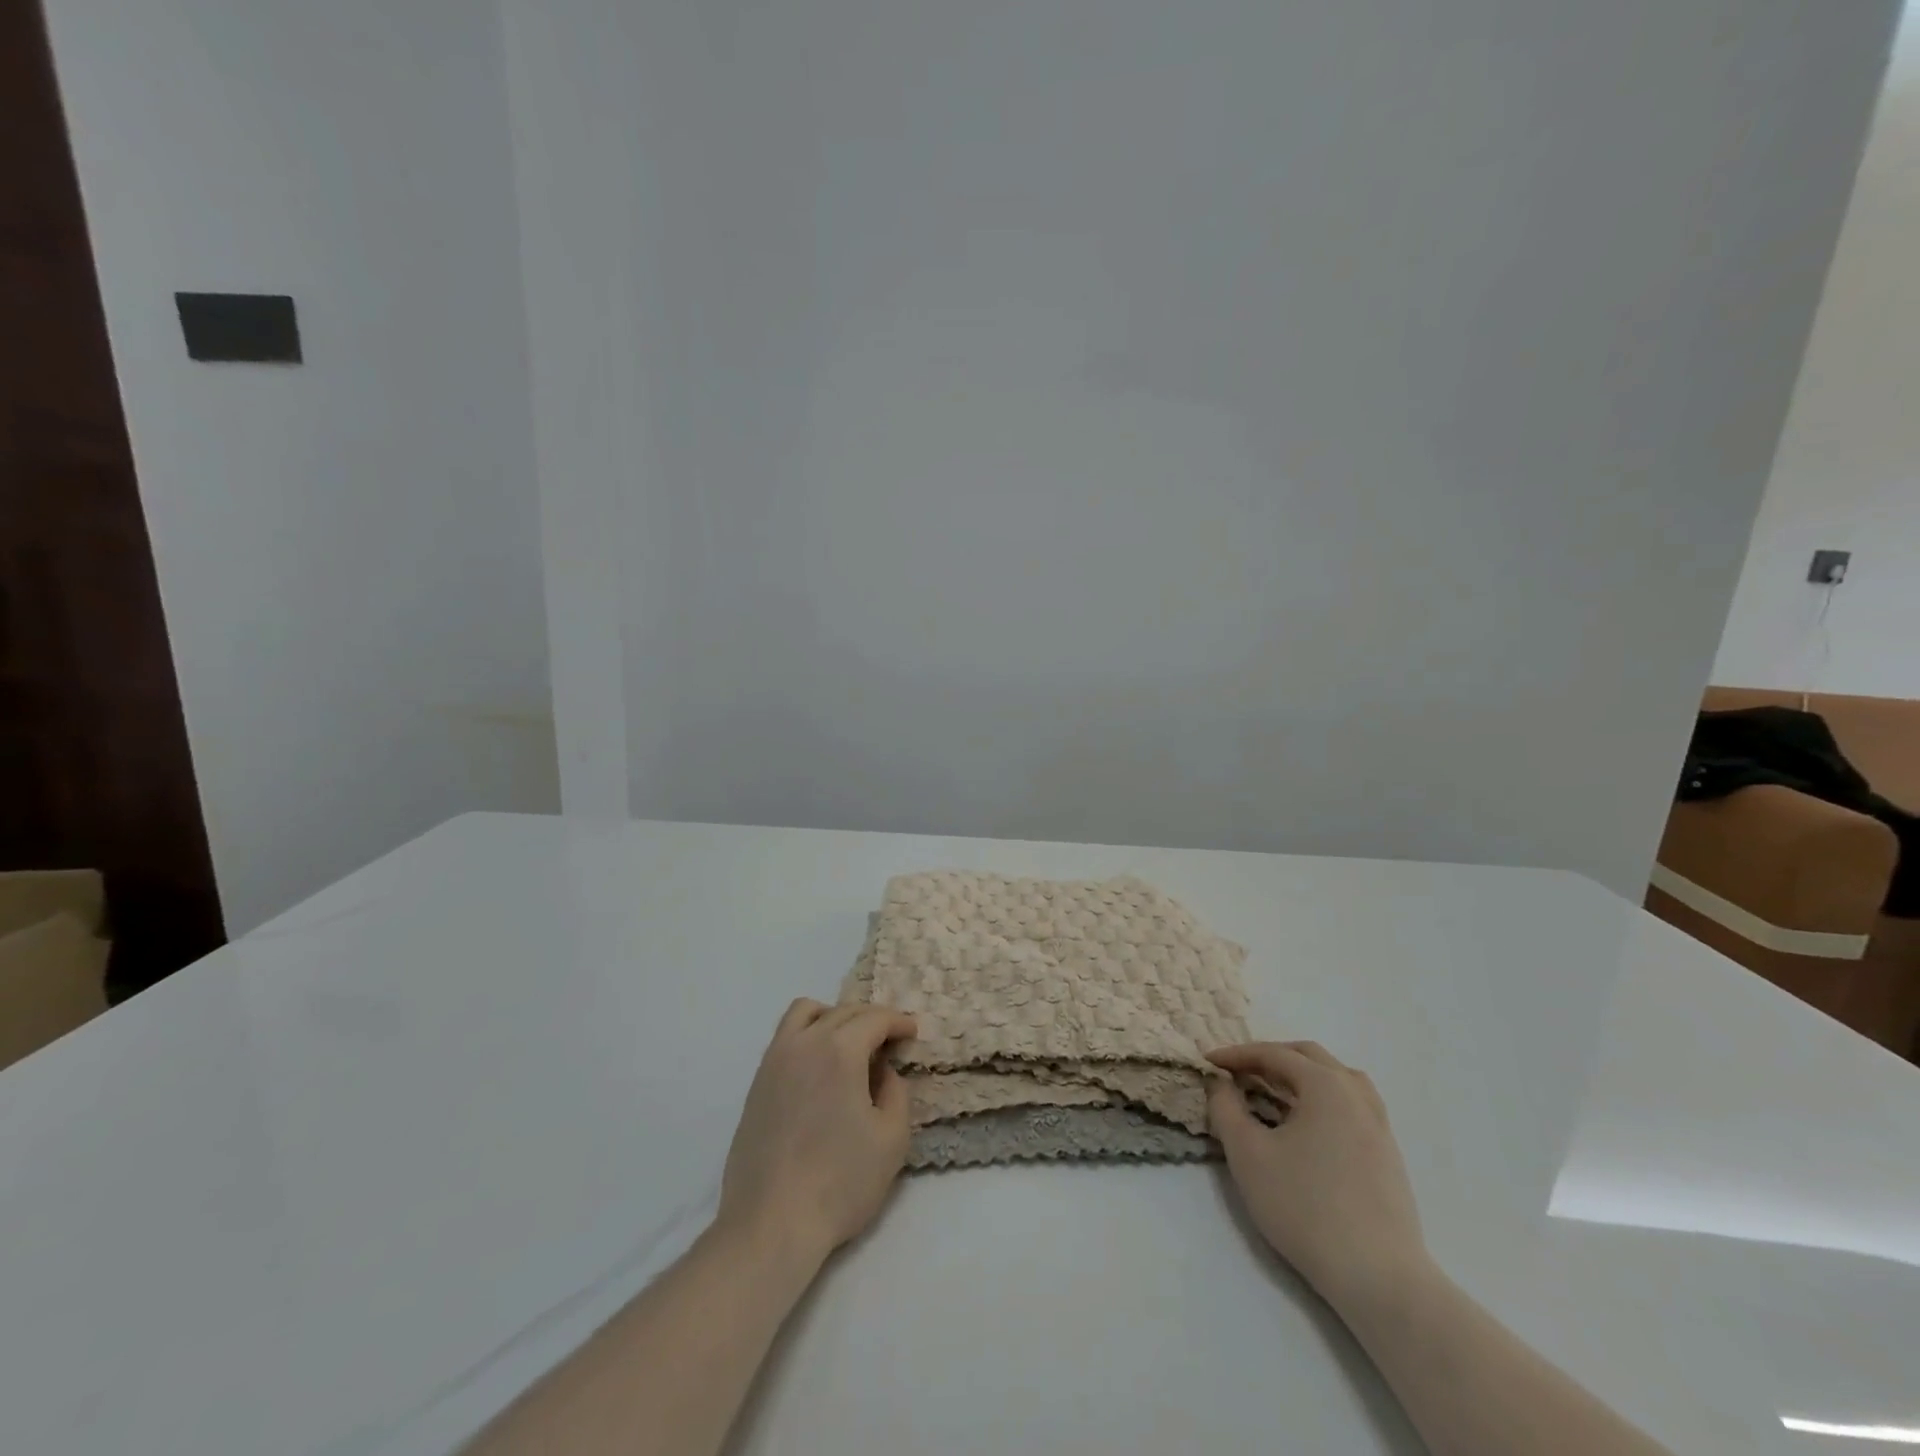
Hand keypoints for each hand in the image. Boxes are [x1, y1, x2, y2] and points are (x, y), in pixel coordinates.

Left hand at [716, 999, 917, 1269]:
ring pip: (805, 1013)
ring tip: (850, 1045)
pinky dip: (808, 1035)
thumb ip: (896, 1092)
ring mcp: (774, 1060)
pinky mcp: (756, 1083)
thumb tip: (884, 1071)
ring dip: (833, 1017)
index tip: (912, 1033)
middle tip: (890, 1041)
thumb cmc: (840, 1183)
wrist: (770, 1224)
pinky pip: (785, 1038)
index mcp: (839, 1050)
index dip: (898, 1021)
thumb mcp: (892, 1139)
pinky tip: (820, 1069)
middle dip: (871, 1019)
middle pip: (843, 1012)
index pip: (874, 1018)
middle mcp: (804, 1043)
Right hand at [1206, 1041, 1428, 1312]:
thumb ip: (1226, 1109)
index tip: (1207, 1063)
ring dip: (1300, 1074)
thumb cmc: (1305, 1208)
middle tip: (1238, 1072)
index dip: (1236, 1054)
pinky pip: (1351, 1104)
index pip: (1274, 1054)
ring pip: (1336, 1078)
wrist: (1378, 1278)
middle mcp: (1356, 1094)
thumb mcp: (1248, 1155)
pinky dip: (1323, 1097)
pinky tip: (1308, 1124)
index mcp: (1325, 1086)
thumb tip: (1219, 1083)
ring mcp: (1378, 1124)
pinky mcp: (1387, 1154)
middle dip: (1269, 1058)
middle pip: (1309, 1057)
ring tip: (1274, 1090)